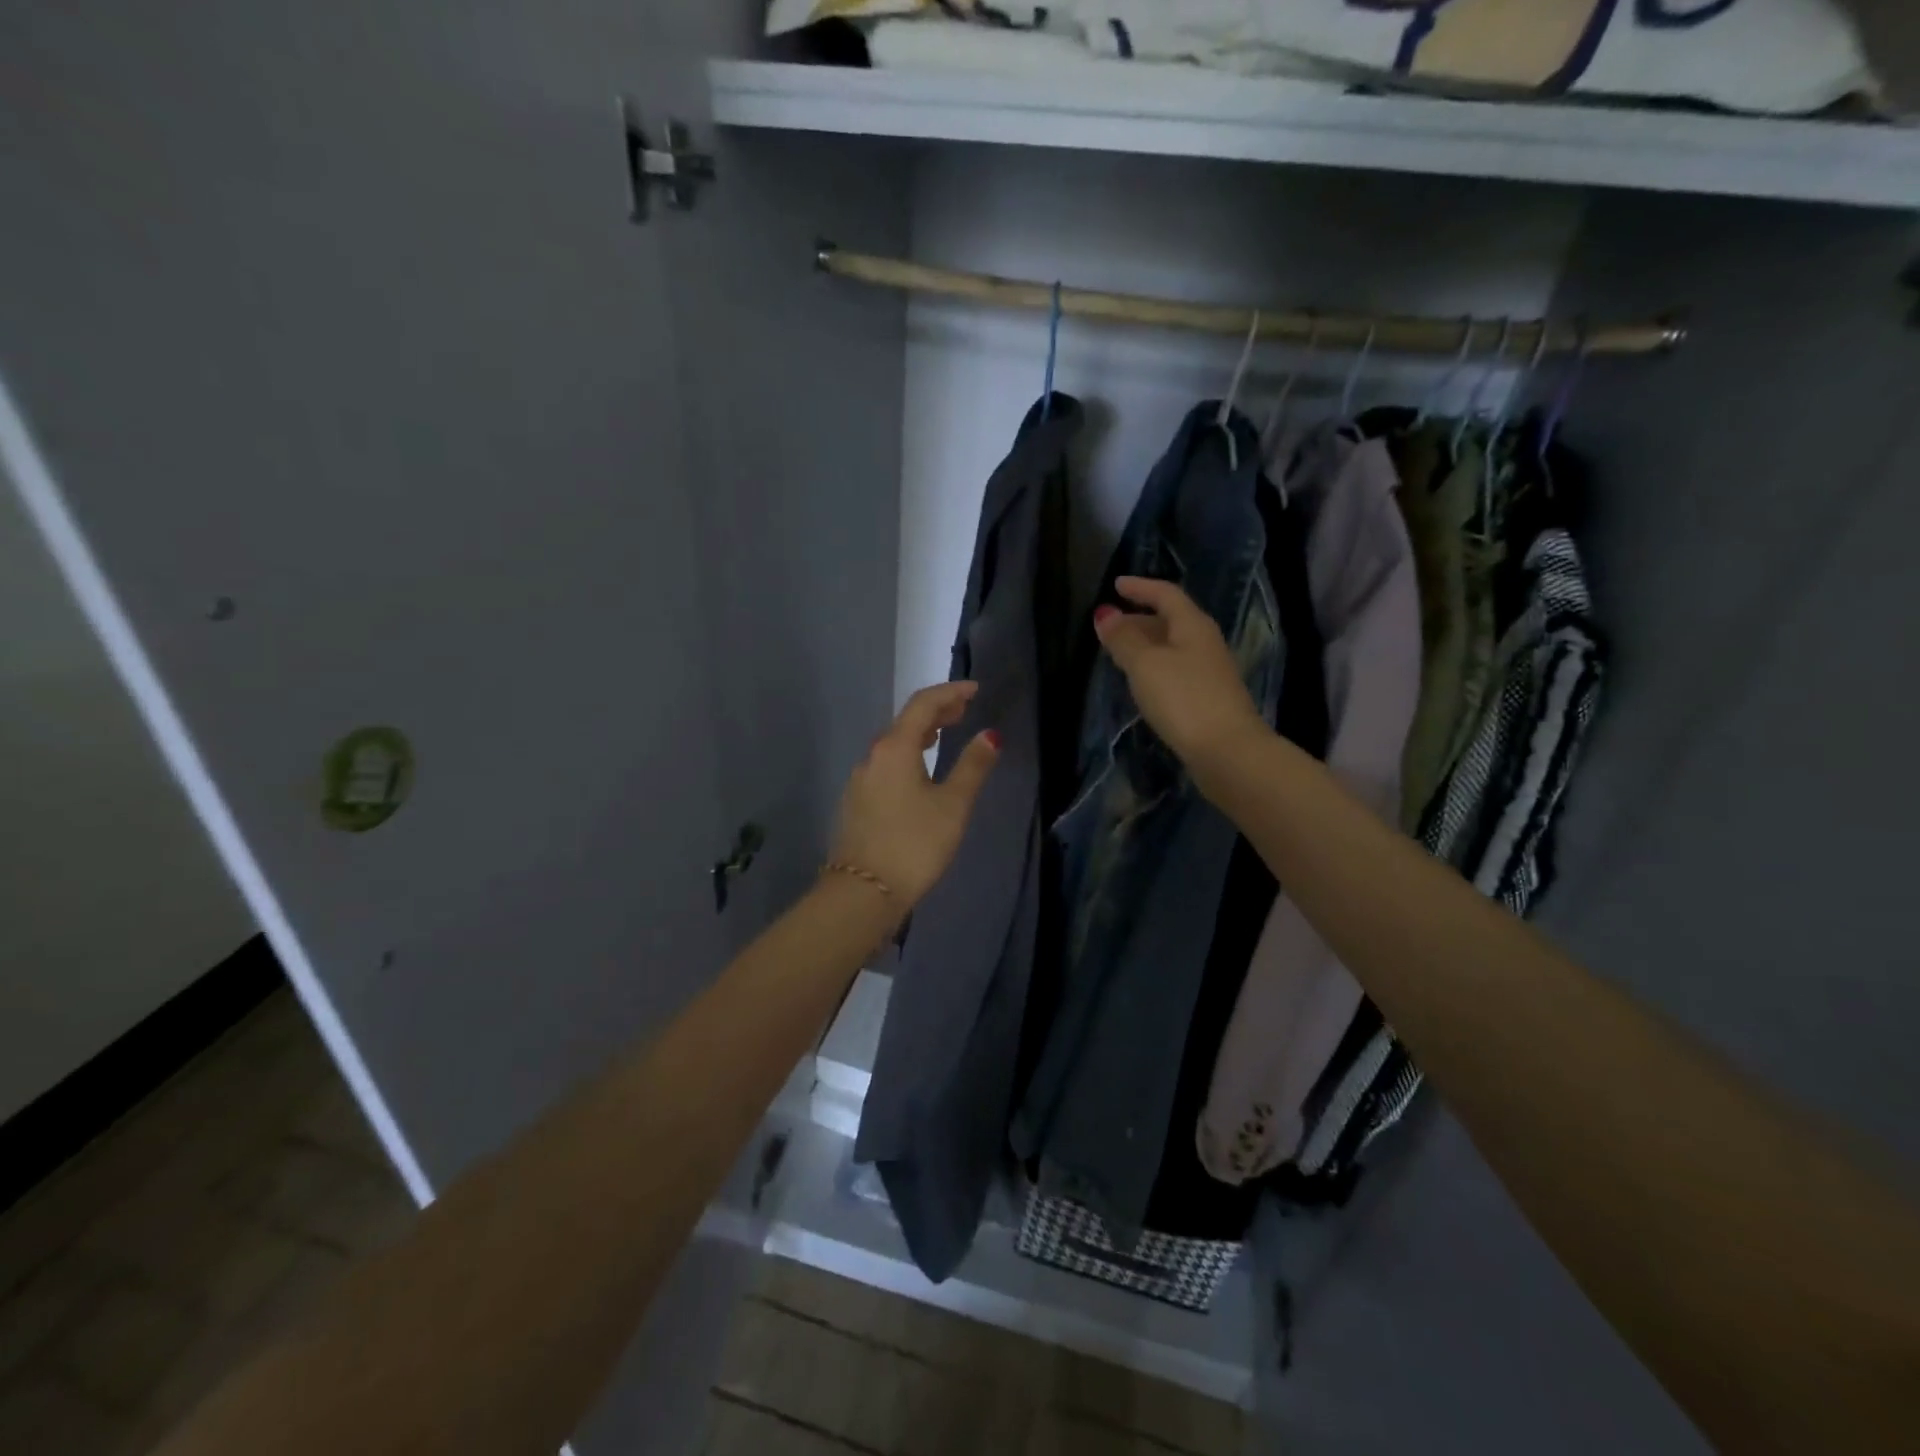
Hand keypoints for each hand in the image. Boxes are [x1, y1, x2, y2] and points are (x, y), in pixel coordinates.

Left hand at [828, 682, 999, 907]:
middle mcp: (872, 756)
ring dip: (920, 733)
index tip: (975, 689)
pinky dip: (907, 754)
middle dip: (936, 711)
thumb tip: (990, 735)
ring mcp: (860, 780)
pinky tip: (919, 770)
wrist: (861, 893)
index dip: (950, 692)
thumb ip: (972, 766)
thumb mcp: (952, 805)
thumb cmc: (914, 844)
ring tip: (944, 734)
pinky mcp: (856, 802)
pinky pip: (885, 764)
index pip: (923, 704)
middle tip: (964, 709)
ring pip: (893, 744)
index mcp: (894, 748)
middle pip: (905, 721)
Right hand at [1093, 576, 1269, 786]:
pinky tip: (1141, 682)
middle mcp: (1205, 642)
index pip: (1165, 594)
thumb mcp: (1145, 664)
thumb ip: (1123, 639)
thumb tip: (1105, 615)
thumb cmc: (1183, 698)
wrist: (1227, 751)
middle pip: (1170, 620)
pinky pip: (1175, 669)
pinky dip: (1154, 666)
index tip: (1116, 585)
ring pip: (1172, 646)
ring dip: (1145, 644)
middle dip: (1138, 618)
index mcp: (1193, 625)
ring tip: (1118, 653)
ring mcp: (1209, 671)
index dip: (1140, 587)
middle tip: (1109, 626)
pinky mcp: (1207, 698)